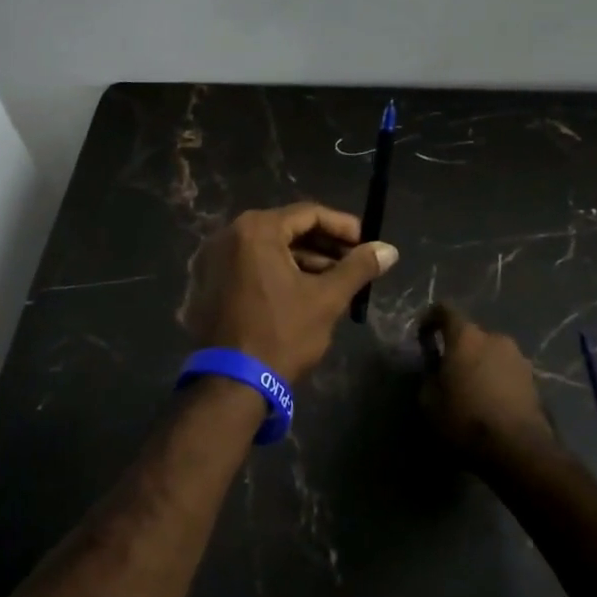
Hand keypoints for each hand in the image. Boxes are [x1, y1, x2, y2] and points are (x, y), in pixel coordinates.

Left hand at [180, 204, 397, 382]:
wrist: (231, 383)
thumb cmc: (282, 334)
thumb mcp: (327, 299)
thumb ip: (358, 268)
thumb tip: (389, 249)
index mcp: (256, 229)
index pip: (308, 213)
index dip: (342, 226)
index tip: (366, 243)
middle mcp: (229, 234)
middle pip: (287, 228)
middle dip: (324, 245)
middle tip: (354, 262)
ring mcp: (213, 259)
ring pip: (268, 248)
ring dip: (303, 260)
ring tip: (335, 280)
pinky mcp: (208, 282)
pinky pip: (250, 265)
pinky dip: (277, 271)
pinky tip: (302, 291)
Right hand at [417, 303, 556, 464]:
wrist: (518, 450)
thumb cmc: (465, 419)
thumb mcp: (429, 401)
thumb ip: (429, 377)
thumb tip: (437, 372)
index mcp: (466, 336)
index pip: (445, 310)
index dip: (431, 319)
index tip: (423, 338)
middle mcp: (495, 338)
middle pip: (471, 335)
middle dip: (459, 350)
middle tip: (448, 374)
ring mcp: (519, 359)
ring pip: (492, 354)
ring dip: (480, 366)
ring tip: (472, 393)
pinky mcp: (535, 382)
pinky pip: (507, 373)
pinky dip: (497, 382)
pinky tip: (490, 406)